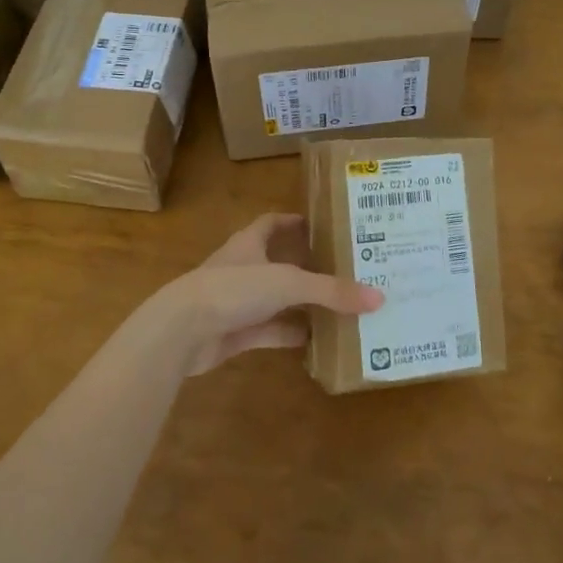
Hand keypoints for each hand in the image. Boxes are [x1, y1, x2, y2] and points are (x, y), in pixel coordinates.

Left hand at [151, 213, 382, 375]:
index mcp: (250, 243)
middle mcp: (244, 268)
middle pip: (279, 262)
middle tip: (345, 268)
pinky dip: (291, 334)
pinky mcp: (236, 333)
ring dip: (302, 303)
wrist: (183, 330)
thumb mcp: (288, 283)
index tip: (322, 224)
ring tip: (340, 305)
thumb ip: (332, 290)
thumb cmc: (234, 289)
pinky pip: (270, 331)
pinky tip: (317, 340)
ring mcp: (238, 302)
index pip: (273, 223)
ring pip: (277, 299)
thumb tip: (378, 297)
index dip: (295, 222)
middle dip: (308, 266)